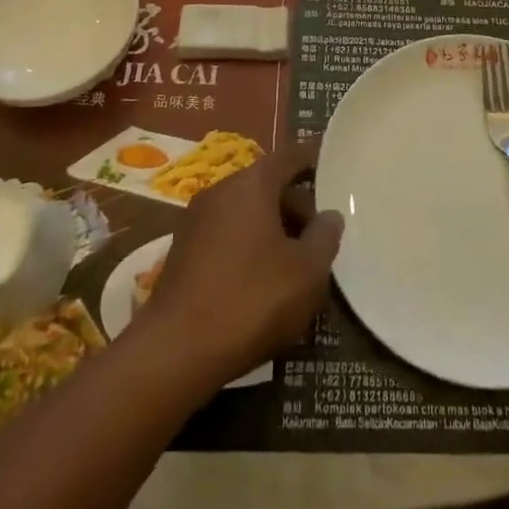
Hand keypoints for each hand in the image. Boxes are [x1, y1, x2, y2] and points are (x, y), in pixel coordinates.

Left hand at [136, 140, 342, 387]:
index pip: (289, 156)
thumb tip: (330, 215)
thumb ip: (325, 237)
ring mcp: (196, 220)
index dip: (314, 159)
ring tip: (296, 262)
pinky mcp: (182, 252)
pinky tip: (262, 281)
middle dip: (297, 205)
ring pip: (246, 211)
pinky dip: (248, 244)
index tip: (334, 167)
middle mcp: (220, 190)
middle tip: (321, 235)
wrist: (175, 352)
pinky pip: (226, 234)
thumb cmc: (251, 300)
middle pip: (267, 184)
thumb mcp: (306, 272)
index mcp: (252, 184)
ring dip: (273, 228)